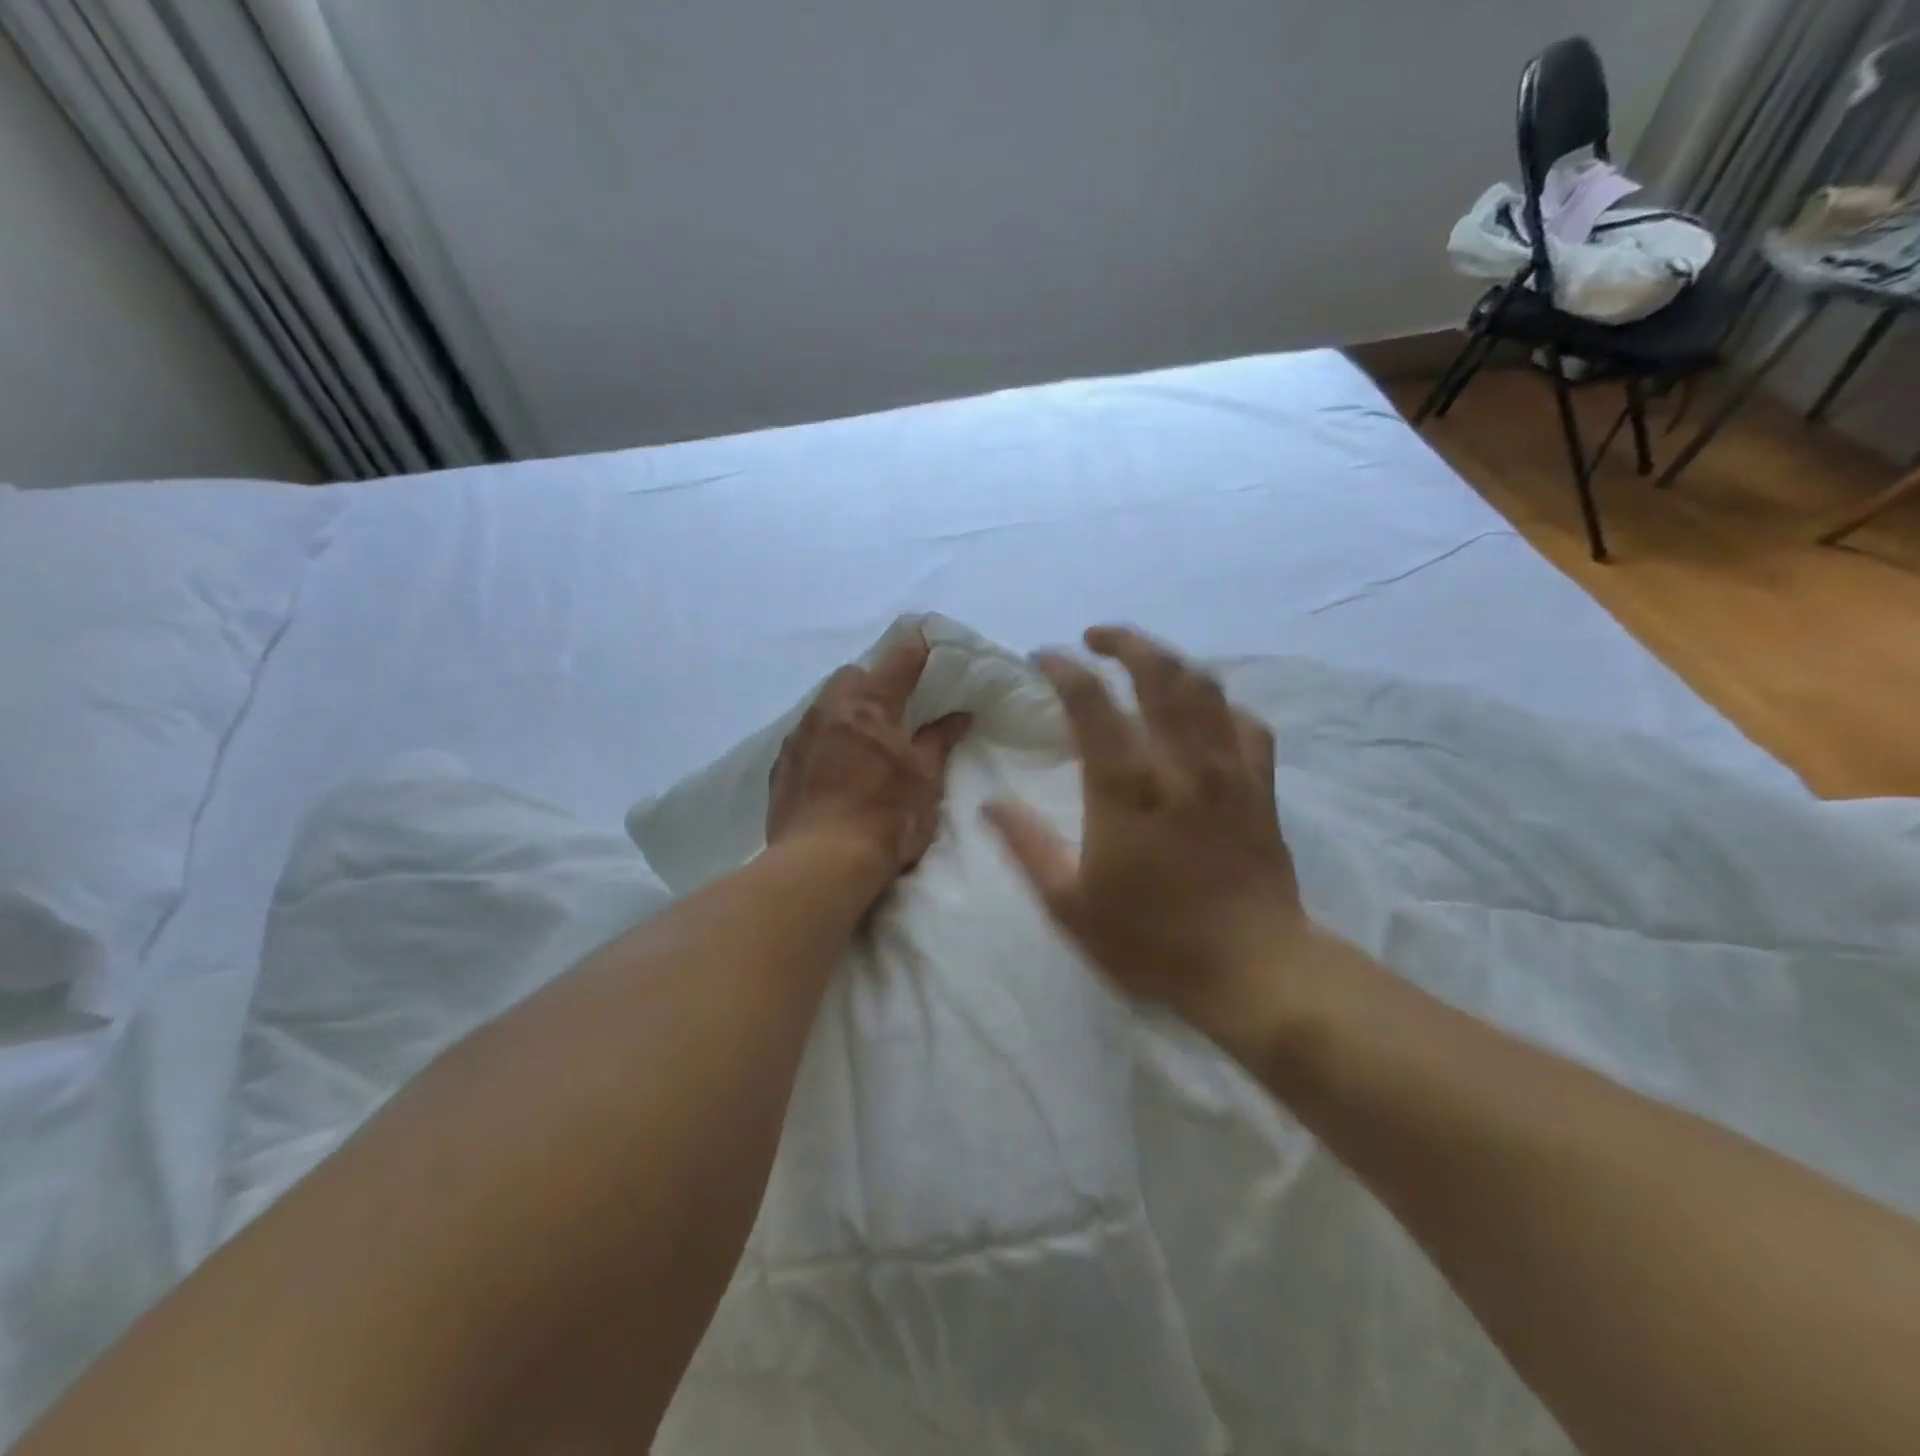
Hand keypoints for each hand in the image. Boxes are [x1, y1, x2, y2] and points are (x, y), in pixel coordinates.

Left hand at [767, 632, 971, 894]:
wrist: (821, 863)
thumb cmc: (886, 818)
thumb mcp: (925, 781)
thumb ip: (939, 741)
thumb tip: (959, 715)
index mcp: (870, 705)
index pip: (898, 659)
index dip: (916, 649)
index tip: (927, 644)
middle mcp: (829, 710)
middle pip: (852, 676)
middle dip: (872, 683)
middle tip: (893, 711)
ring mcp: (799, 736)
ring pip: (824, 705)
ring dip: (845, 712)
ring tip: (862, 743)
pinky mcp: (781, 765)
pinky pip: (805, 736)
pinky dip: (823, 741)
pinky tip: (833, 770)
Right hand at [983, 626, 1306, 1052]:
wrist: (1253, 969)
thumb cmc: (1152, 940)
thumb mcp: (1070, 905)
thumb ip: (1027, 847)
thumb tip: (989, 805)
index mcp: (1126, 785)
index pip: (1090, 700)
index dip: (1062, 668)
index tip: (1042, 659)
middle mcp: (1179, 761)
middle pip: (1157, 670)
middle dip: (1123, 641)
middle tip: (1095, 638)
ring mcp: (1227, 768)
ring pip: (1203, 686)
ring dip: (1169, 660)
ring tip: (1143, 660)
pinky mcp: (1260, 785)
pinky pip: (1245, 724)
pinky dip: (1220, 706)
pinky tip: (1204, 714)